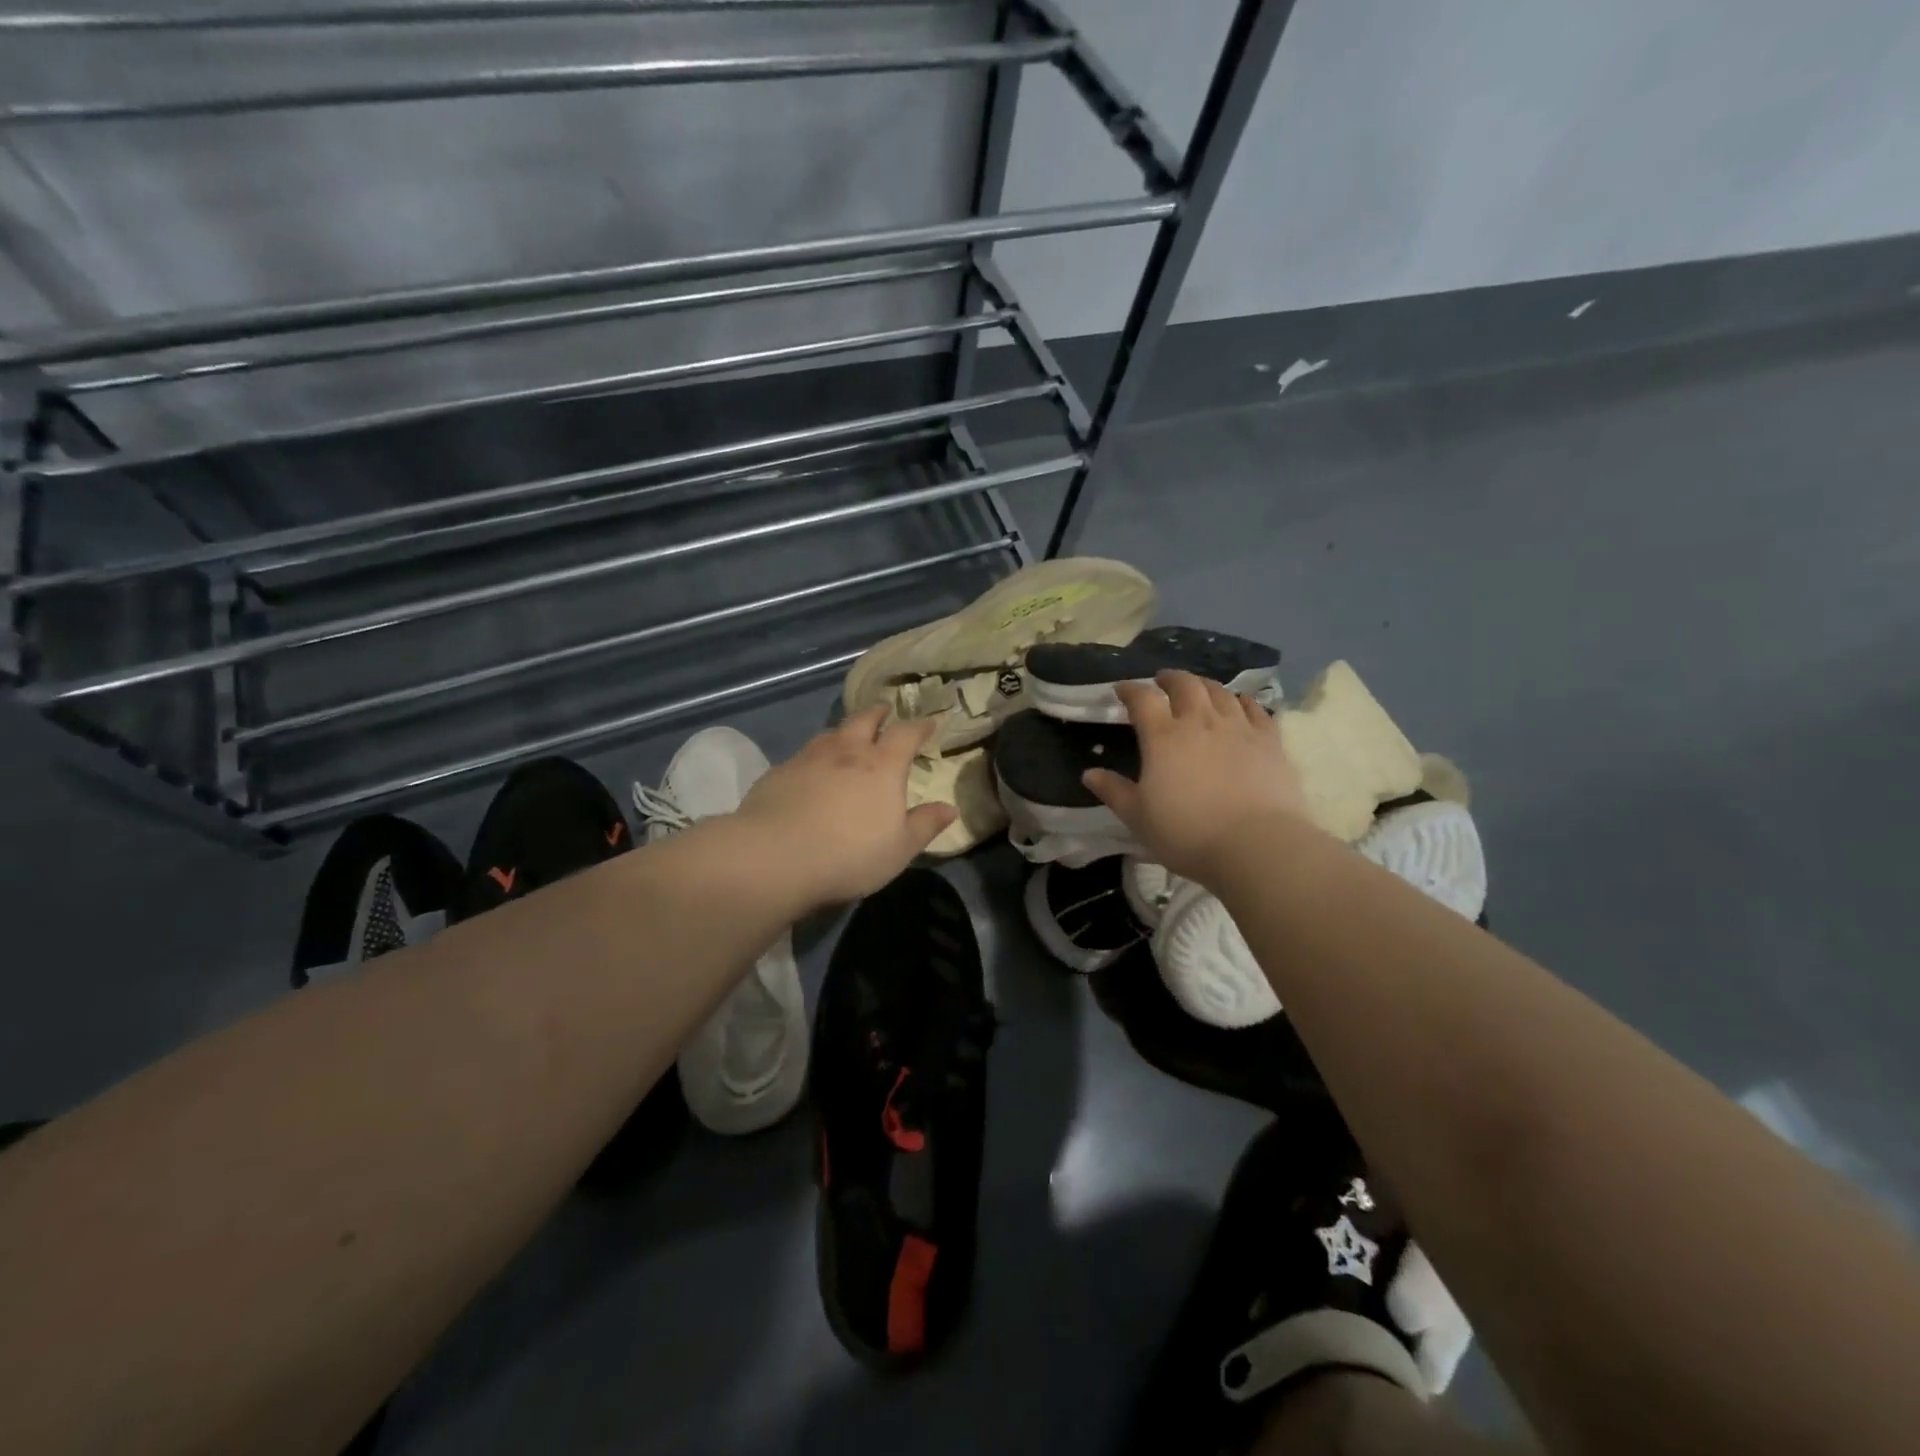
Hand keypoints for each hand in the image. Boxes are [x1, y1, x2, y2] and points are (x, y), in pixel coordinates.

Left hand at [737, 706, 956, 907]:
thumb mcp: (899, 849)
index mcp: (882, 766)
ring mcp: (809, 758)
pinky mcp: (779, 772)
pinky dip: (815, 755)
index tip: (929, 723)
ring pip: (831, 733)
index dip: (919, 726)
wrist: (775, 857)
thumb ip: (925, 825)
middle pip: (864, 719)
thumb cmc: (850, 855)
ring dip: (845, 731)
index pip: (906, 733)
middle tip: (885, 711)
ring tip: (848, 737)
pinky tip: (811, 770)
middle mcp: (847, 751)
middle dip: (878, 713)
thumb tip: (950, 808)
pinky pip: (803, 754)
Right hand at [1082, 670, 1311, 882]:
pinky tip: (1240, 704)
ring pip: (1220, 692)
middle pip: (1185, 685)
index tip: (1122, 689)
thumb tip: (1089, 774)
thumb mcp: (1138, 818)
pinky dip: (1242, 701)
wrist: (1255, 846)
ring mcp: (1238, 728)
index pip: (1143, 699)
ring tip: (1198, 689)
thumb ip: (1114, 791)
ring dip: (1204, 685)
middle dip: (1170, 679)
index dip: (1130, 690)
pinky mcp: (1270, 740)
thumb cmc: (1187, 834)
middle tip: (1163, 681)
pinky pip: (1255, 709)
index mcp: (1163, 738)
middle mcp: (1199, 722)